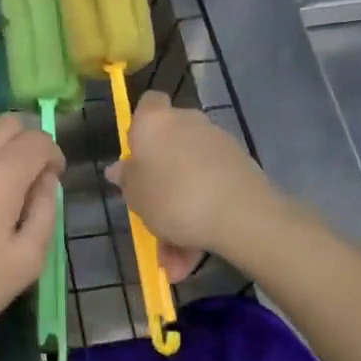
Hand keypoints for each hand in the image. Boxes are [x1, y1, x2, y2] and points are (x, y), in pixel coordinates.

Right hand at [106, 92, 278, 267]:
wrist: (239, 214)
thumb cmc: (172, 198)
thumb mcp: (135, 196)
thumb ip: (126, 180)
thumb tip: (119, 168)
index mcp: (155, 122)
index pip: (148, 104)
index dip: (141, 125)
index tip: (137, 154)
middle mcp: (187, 122)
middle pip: (170, 143)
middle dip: (163, 176)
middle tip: (153, 210)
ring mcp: (217, 142)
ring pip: (191, 175)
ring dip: (182, 209)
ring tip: (175, 257)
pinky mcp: (240, 165)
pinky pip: (211, 188)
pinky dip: (203, 216)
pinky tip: (195, 254)